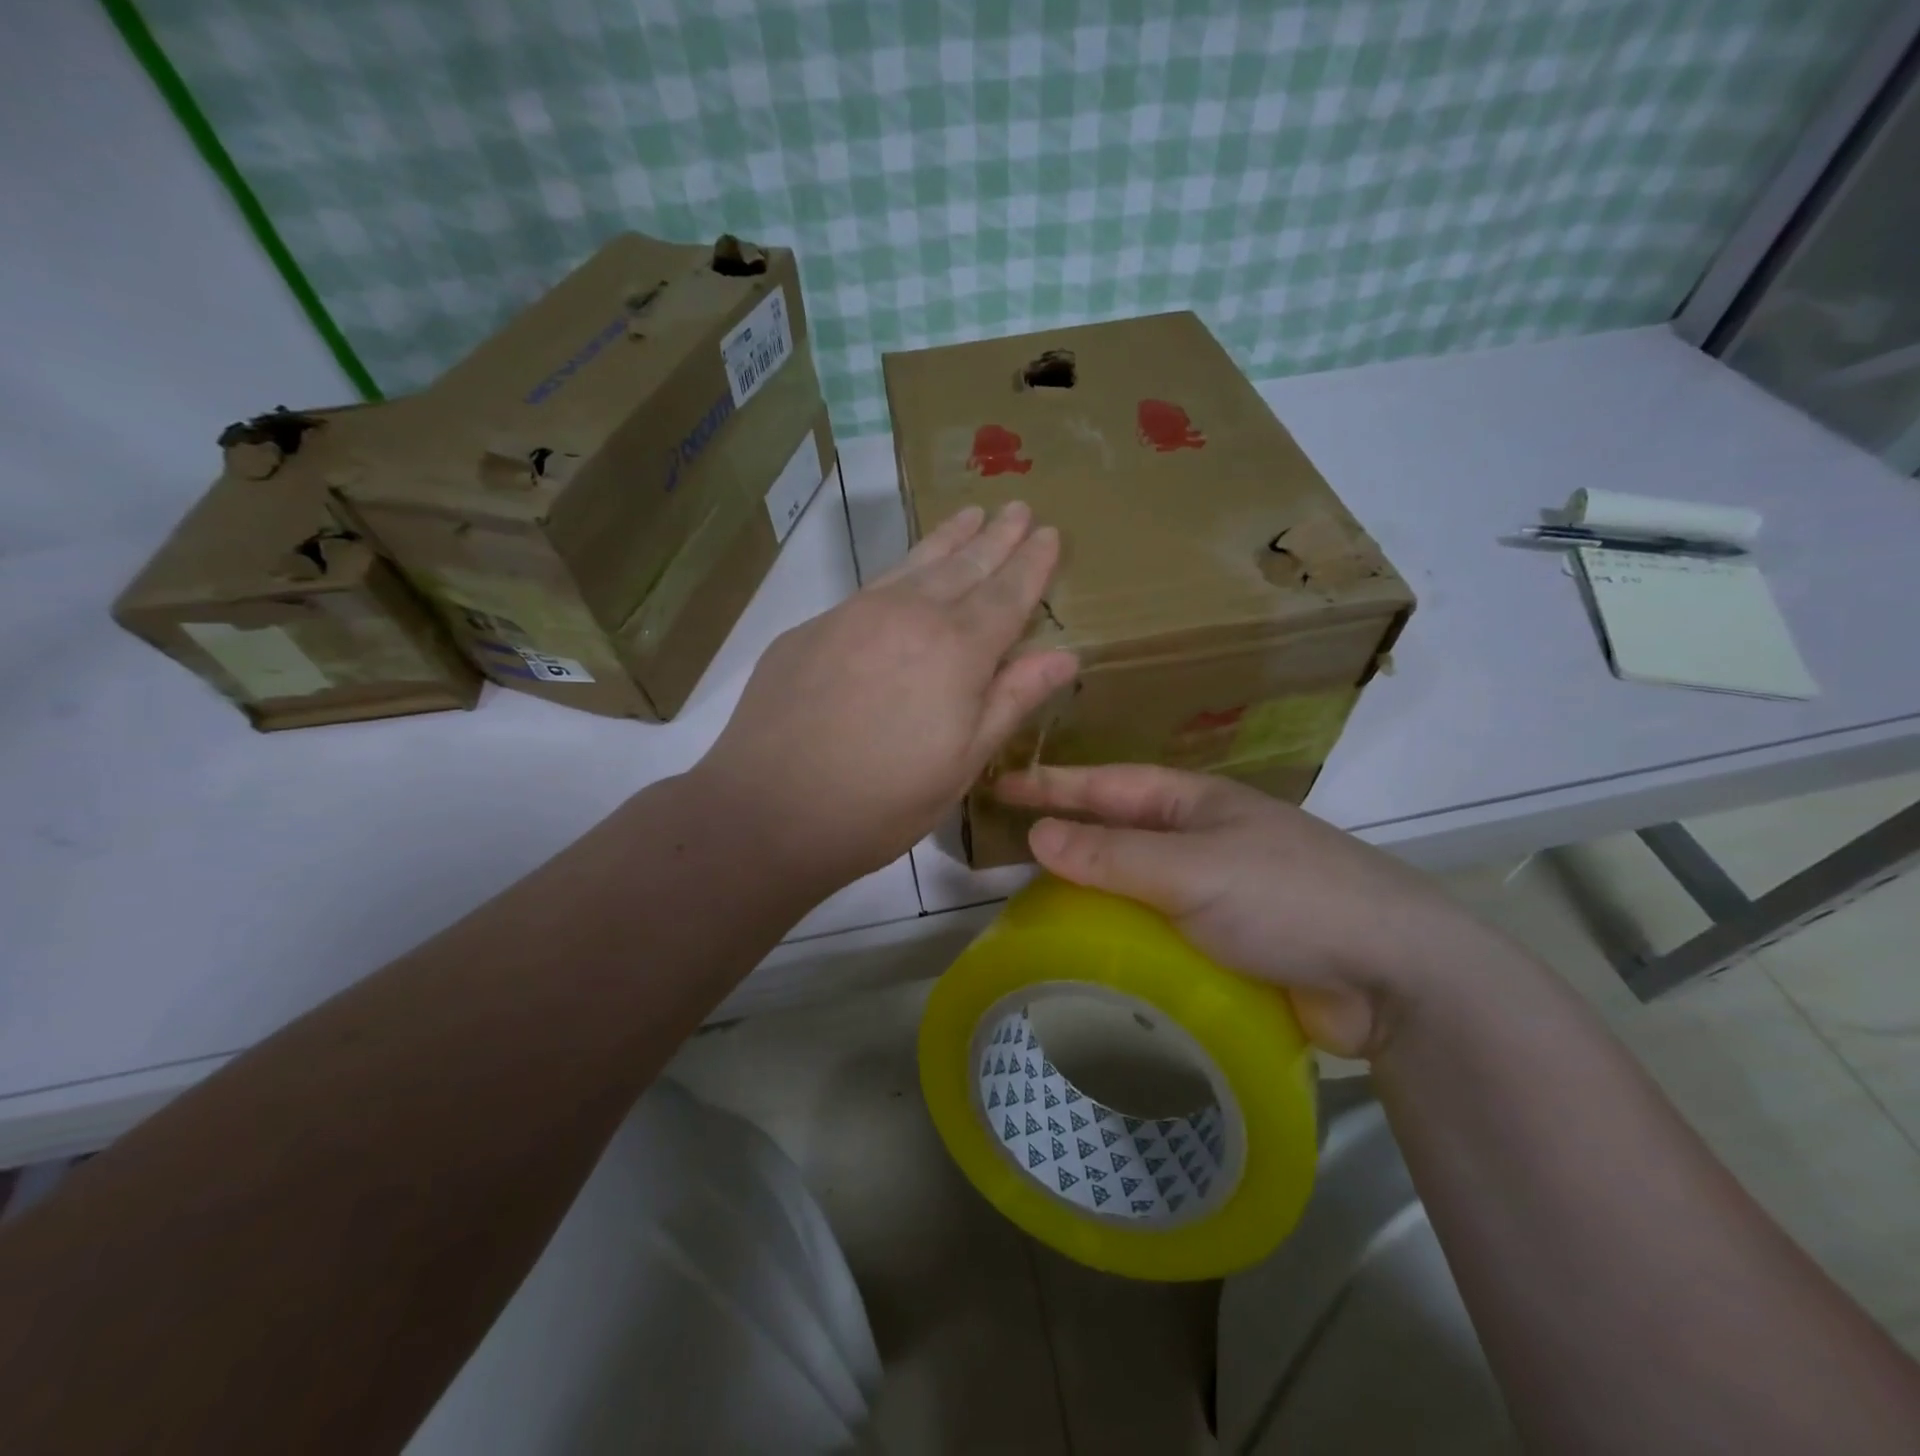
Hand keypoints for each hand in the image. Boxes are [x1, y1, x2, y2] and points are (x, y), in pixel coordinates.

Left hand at [694, 502, 1076, 892]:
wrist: (767, 811)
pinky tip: (907, 571)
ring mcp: (853, 615)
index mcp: (956, 650)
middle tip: (1018, 507)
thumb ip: (1011, 701)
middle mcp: (908, 615)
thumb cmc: (881, 803)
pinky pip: (872, 587)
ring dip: (949, 539)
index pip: (1007, 594)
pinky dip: (902, 569)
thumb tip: (1064, 655)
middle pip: (964, 566)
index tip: (1049, 532)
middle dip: (996, 537)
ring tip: (972, 515)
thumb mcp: (962, 763)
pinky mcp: (812, 628)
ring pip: (914, 564)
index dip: (1032, 563)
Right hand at [995, 764, 1505, 1057]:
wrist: (1395, 975)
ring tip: (1036, 909)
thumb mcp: (1192, 870)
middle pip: (1119, 832)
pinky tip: (1096, 956)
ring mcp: (1219, 891)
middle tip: (1008, 851)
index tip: (999, 785)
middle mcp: (1203, 839)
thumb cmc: (1289, 899)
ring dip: (1094, 892)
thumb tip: (1037, 834)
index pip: (1108, 784)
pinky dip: (1126, 937)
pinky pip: (1160, 930)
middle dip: (1067, 836)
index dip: (1053, 784)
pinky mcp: (1230, 942)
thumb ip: (1113, 855)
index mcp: (1196, 804)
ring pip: (1137, 884)